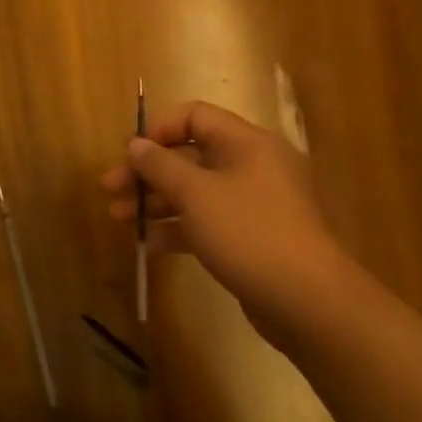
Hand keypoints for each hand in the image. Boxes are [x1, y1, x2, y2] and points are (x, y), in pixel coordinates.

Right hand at [102, 99, 348, 345]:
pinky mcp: (253, 238)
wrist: (311, 304)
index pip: (194, 116)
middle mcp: (253, 166)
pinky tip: (149, 244)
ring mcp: (255, 204)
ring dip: (156, 201)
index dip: (158, 129)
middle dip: (147, 172)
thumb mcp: (196, 194)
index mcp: (246, 143)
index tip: (130, 154)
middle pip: (189, 155)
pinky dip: (178, 227)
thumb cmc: (250, 233)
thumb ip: (160, 165)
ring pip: (195, 191)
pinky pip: (207, 221)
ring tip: (120, 218)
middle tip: (111, 189)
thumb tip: (136, 144)